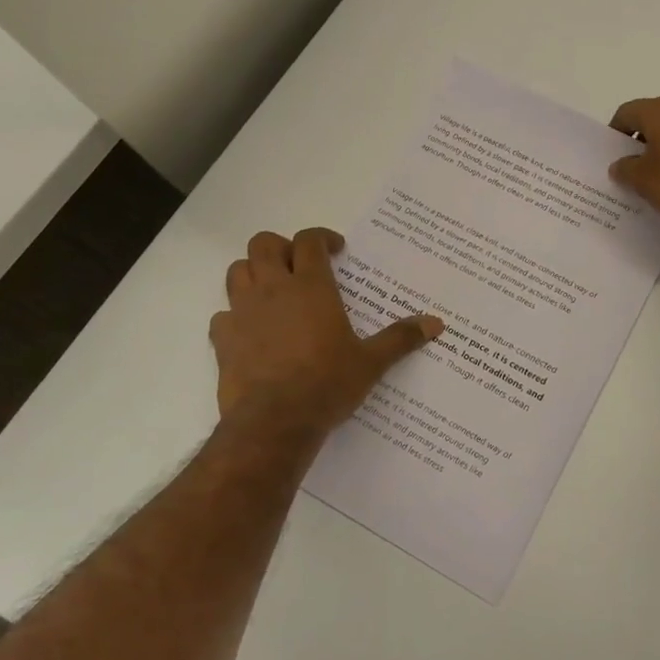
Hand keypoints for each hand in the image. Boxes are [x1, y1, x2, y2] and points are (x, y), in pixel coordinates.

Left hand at [211, 228, 442, 433]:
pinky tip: (251, 330)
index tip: (335, 249)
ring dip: (253, 272)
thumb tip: (436, 323)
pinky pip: (222, 314)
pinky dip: (235, 315)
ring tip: (273, 290)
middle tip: (299, 265)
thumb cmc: (327, 384)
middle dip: (281, 247)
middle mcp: (273, 290)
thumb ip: (400, 338)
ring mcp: (243, 312)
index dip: (322, 237)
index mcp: (311, 287)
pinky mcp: (223, 339)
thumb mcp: (370, 362)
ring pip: (237, 271)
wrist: (274, 422)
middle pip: (264, 244)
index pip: (309, 241)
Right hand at [607, 97, 659, 226]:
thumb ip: (626, 171)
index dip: (614, 134)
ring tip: (658, 180)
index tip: (612, 157)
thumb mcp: (646, 182)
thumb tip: (619, 164)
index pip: (626, 112)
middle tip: (631, 170)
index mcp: (659, 111)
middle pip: (651, 120)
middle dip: (639, 143)